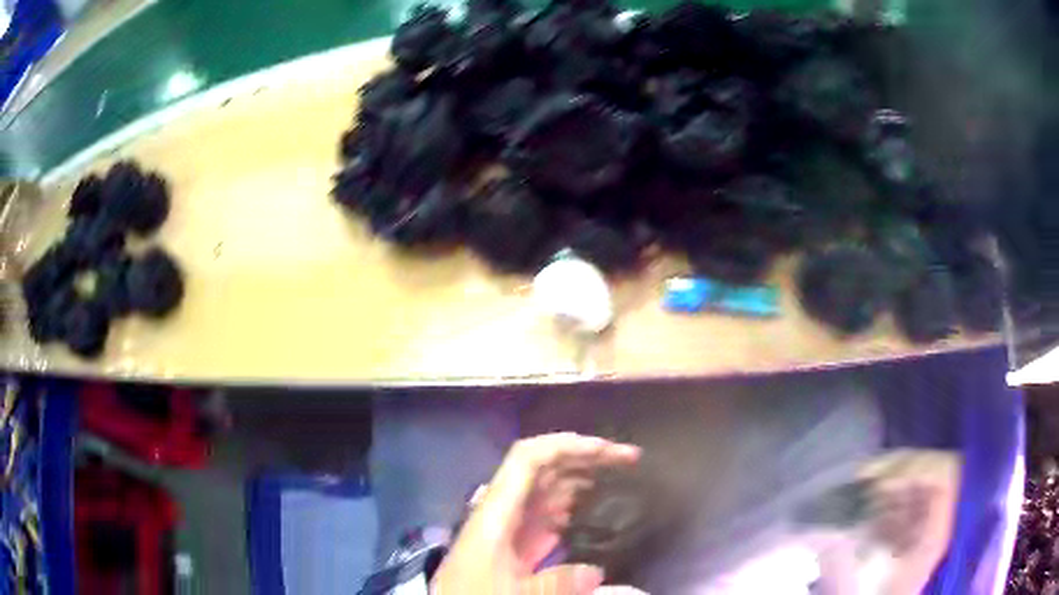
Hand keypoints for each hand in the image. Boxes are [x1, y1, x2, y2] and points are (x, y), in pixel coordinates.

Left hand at [431, 433, 640, 594]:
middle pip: (541, 470)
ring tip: (617, 479)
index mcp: (495, 513)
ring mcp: (507, 528)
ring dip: (580, 479)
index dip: (565, 445)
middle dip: (582, 457)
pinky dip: (570, 507)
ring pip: (546, 491)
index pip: (527, 460)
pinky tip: (591, 512)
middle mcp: (501, 511)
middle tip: (626, 460)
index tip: (606, 450)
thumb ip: (554, 584)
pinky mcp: (512, 546)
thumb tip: (596, 572)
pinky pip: (545, 516)